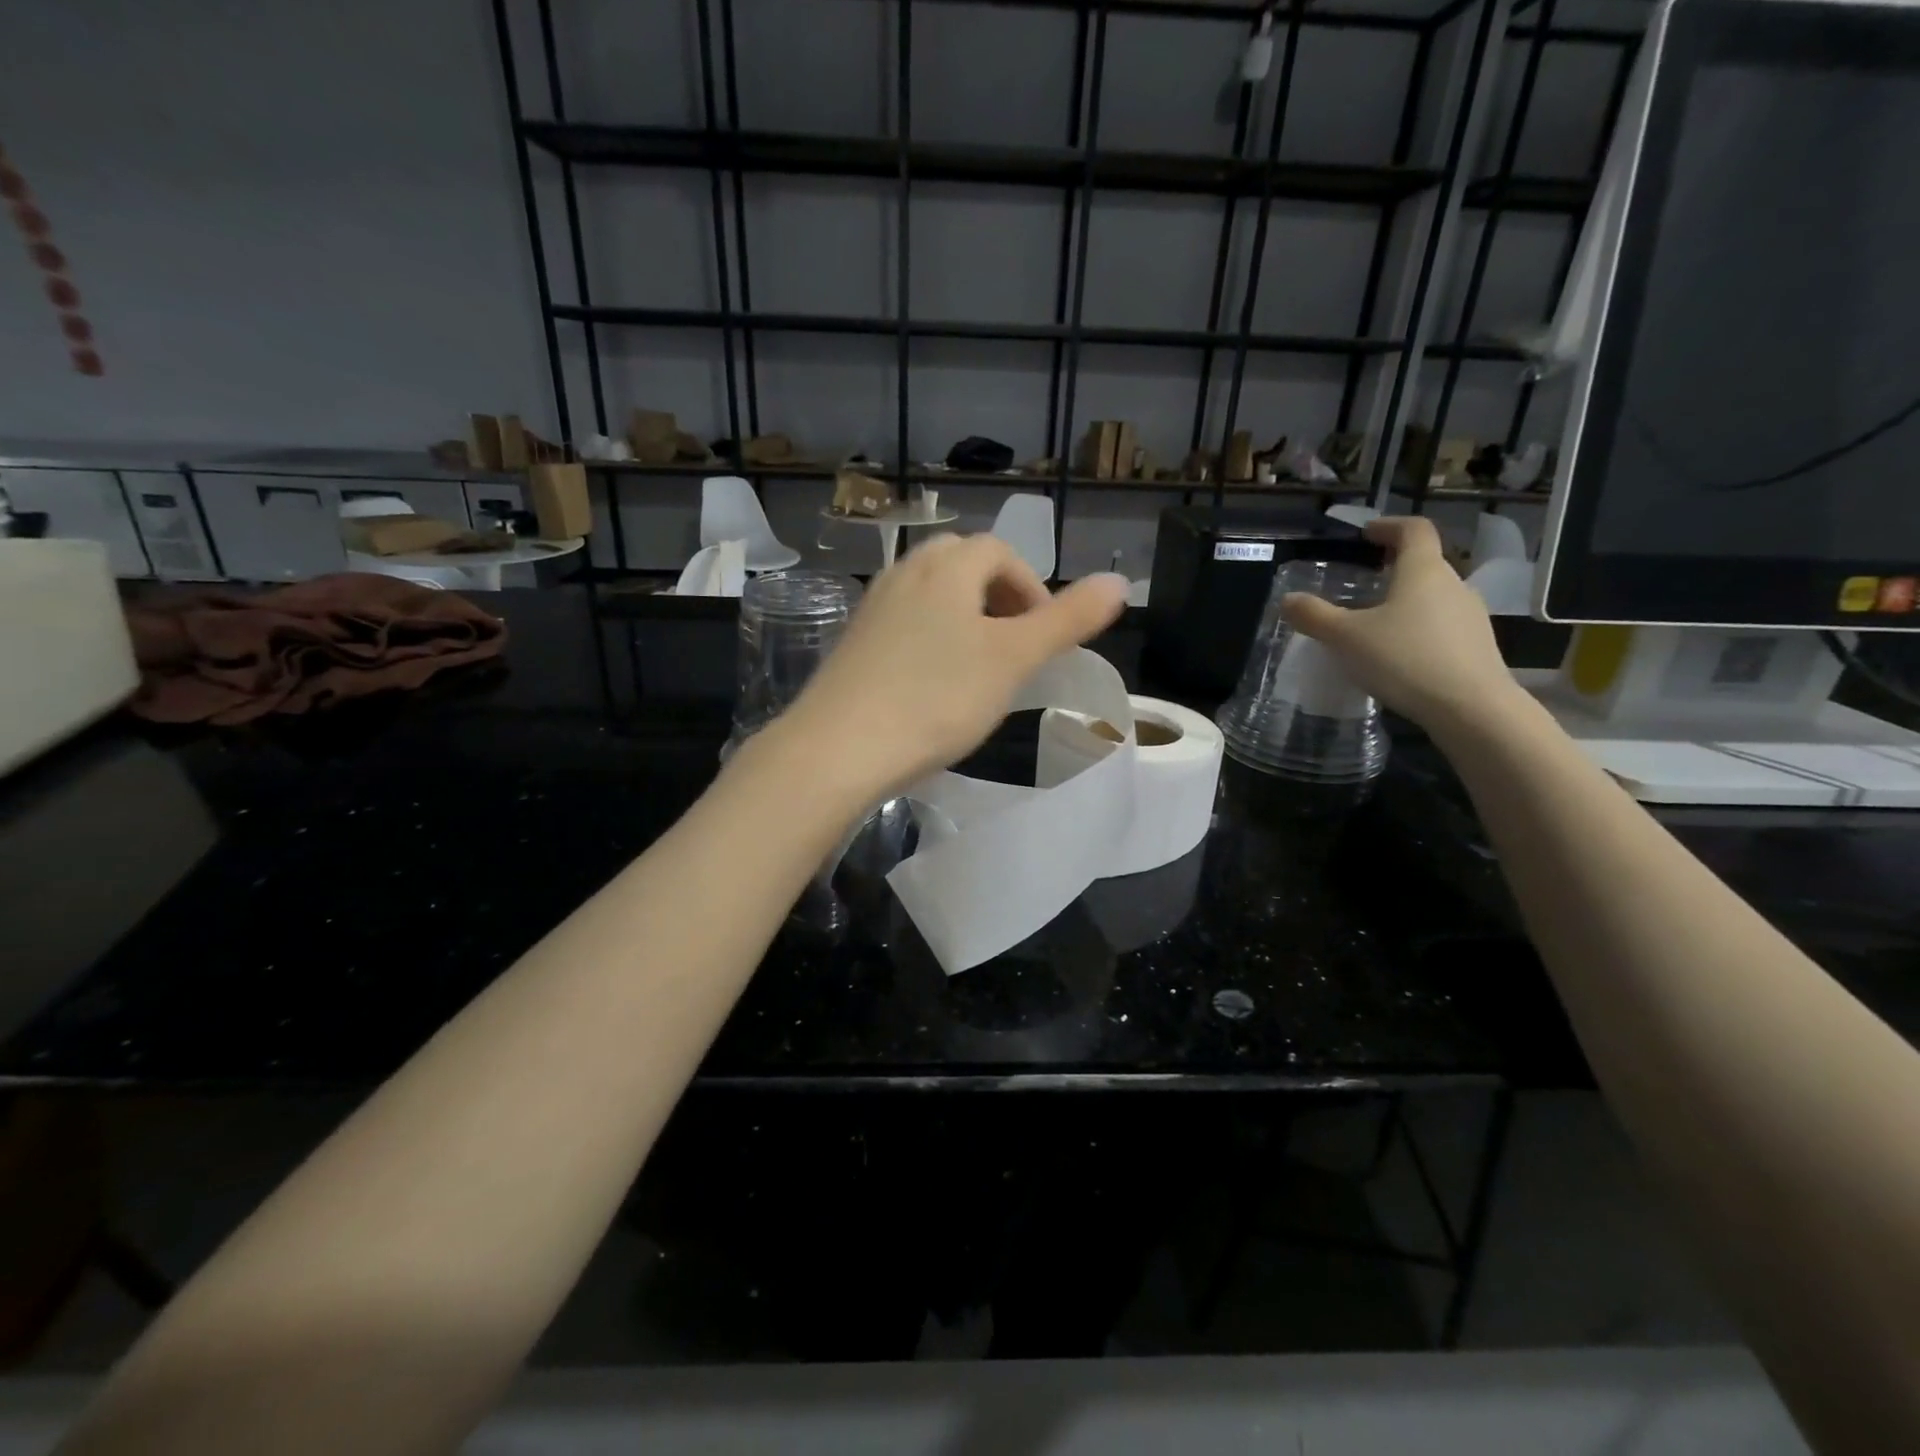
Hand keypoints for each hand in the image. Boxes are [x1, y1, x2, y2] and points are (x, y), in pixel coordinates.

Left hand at [776, 535, 1127, 797]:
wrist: (839, 748)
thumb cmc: (937, 698)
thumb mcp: (1013, 659)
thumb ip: (1068, 619)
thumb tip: (1120, 582)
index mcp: (947, 566)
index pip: (1001, 553)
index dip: (1031, 589)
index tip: (1043, 637)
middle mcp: (905, 572)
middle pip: (963, 565)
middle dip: (998, 598)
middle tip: (1015, 648)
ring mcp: (873, 606)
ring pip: (931, 595)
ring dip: (964, 619)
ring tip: (979, 668)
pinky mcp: (853, 641)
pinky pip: (904, 623)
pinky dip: (930, 639)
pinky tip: (932, 685)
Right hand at [1280, 516, 1523, 734]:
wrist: (1470, 708)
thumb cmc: (1404, 659)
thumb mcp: (1346, 638)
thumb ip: (1315, 616)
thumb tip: (1288, 599)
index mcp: (1423, 571)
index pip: (1414, 530)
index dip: (1390, 526)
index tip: (1367, 533)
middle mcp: (1454, 584)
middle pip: (1425, 563)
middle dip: (1395, 566)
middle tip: (1366, 579)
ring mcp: (1470, 616)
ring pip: (1434, 596)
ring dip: (1407, 599)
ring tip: (1377, 621)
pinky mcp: (1476, 646)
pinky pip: (1442, 625)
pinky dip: (1418, 627)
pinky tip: (1399, 654)